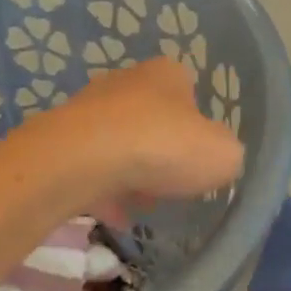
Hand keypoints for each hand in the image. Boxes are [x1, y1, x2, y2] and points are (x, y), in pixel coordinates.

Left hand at [42, 58, 244, 204]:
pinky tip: (115, 217)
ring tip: (142, 205)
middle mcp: (125, 82)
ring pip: (119, 144)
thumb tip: (218, 158)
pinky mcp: (63, 140)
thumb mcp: (223, 154)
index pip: (189, 91)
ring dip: (131, 173)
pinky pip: (92, 169)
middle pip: (151, 119)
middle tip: (171, 184)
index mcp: (167, 74)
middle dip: (161, 152)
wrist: (82, 160)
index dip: (198, 127)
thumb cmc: (163, 146)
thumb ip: (227, 154)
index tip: (199, 158)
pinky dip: (104, 191)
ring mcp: (89, 110)